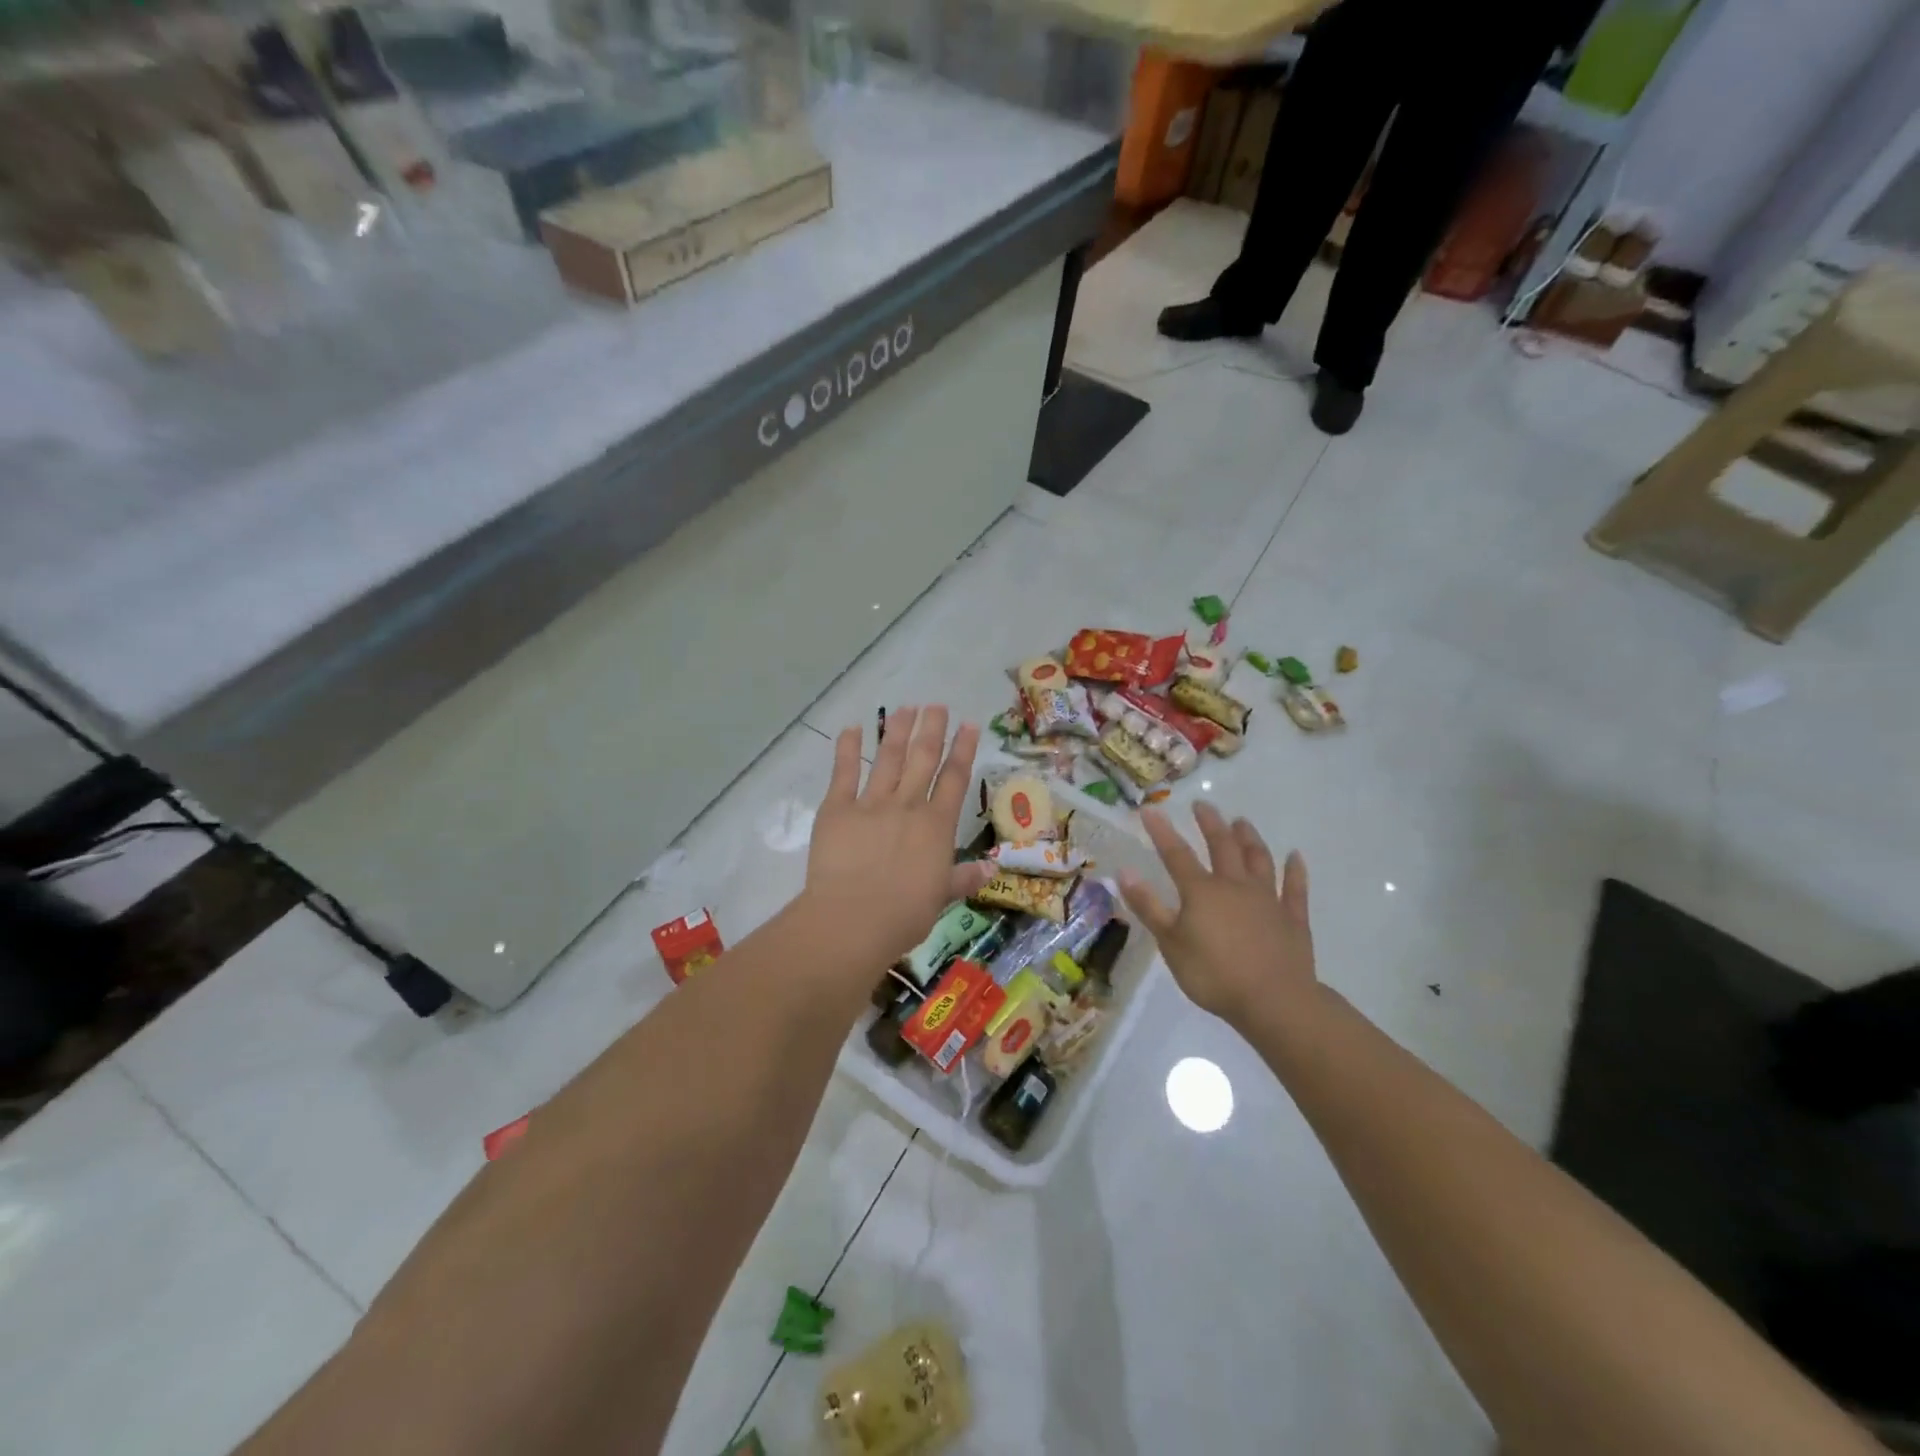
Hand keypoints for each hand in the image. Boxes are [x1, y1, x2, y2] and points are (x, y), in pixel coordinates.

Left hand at [806, 706, 995, 968]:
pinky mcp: (838, 808)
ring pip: (889, 759)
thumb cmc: (904, 915)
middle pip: (924, 759)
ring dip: (898, 731)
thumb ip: (964, 878)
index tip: (969, 725)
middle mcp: (908, 805)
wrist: (854, 918)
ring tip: (906, 707)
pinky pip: (844, 773)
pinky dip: (848, 749)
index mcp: (936, 826)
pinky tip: (852, 728)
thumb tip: (991, 869)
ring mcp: (872, 803)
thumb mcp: (941, 897)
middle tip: (937, 705)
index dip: (963, 750)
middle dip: (932, 729)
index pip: (954, 780)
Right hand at [1118, 803, 1316, 1026]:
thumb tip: (1123, 872)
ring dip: (1249, 838)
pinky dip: (1295, 871)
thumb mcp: (1170, 942)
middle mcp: (1235, 886)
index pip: (1176, 854)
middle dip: (1211, 824)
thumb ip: (1148, 906)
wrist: (1274, 1001)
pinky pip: (1295, 889)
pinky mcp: (1293, 919)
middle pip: (1223, 847)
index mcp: (1202, 891)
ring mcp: (1268, 900)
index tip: (1150, 810)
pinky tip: (1295, 856)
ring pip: (1259, 860)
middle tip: (1203, 805)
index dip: (1162, 831)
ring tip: (1242, 822)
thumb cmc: (1214, 974)